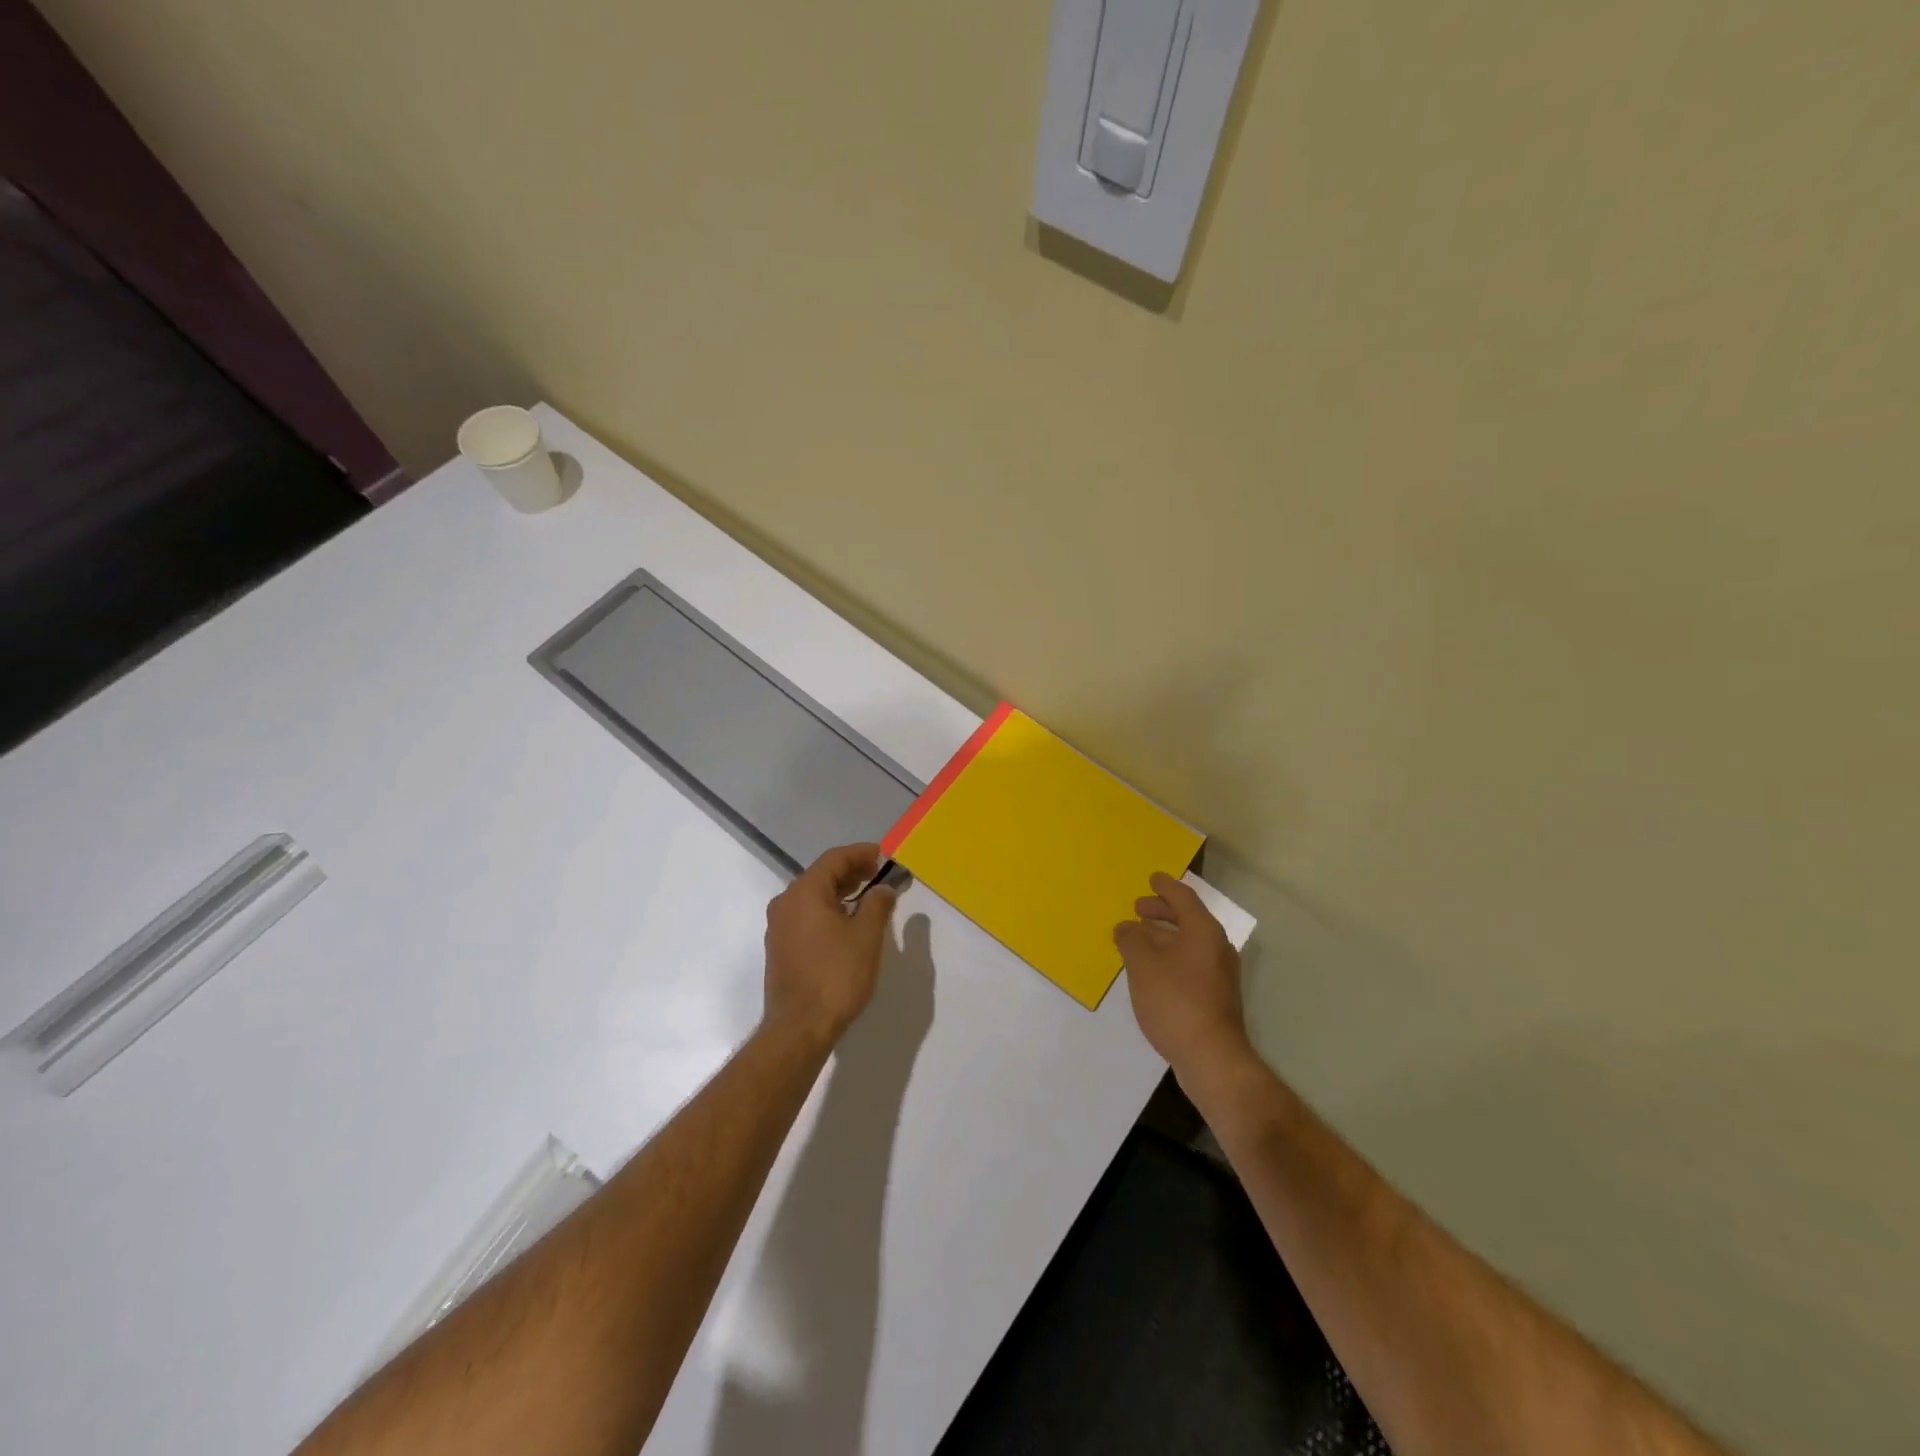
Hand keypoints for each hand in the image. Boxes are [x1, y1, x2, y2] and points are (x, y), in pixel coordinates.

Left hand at [762, 843, 898, 1046]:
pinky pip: (806, 915)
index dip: (860, 853)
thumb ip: (877, 904)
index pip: (834, 859)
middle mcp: (786, 903)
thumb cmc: (836, 976)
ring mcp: (779, 926)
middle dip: (851, 871)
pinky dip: (828, 909)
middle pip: (821, 875)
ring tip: (868, 897)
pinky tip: (848, 922)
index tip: (883, 854)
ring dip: (840, 891)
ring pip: (813, 896)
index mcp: (804, 893)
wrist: (800, 1028)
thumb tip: (883, 889)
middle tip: (878, 874)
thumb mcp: (866, 936)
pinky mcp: (780, 947)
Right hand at [1114, 872, 1249, 1079]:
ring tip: (1140, 938)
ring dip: (1165, 935)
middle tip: (1138, 908)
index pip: (1183, 898)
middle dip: (1163, 911)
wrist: (1211, 1057)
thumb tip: (1127, 926)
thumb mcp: (1143, 964)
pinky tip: (1152, 970)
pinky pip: (1191, 962)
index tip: (1151, 878)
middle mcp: (1216, 947)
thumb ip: (1131, 939)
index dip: (1165, 887)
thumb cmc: (1175, 1001)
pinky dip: (1171, 955)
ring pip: (1189, 942)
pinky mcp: (1216, 996)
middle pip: (1188, 918)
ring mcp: (1219, 973)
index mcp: (1203, 931)